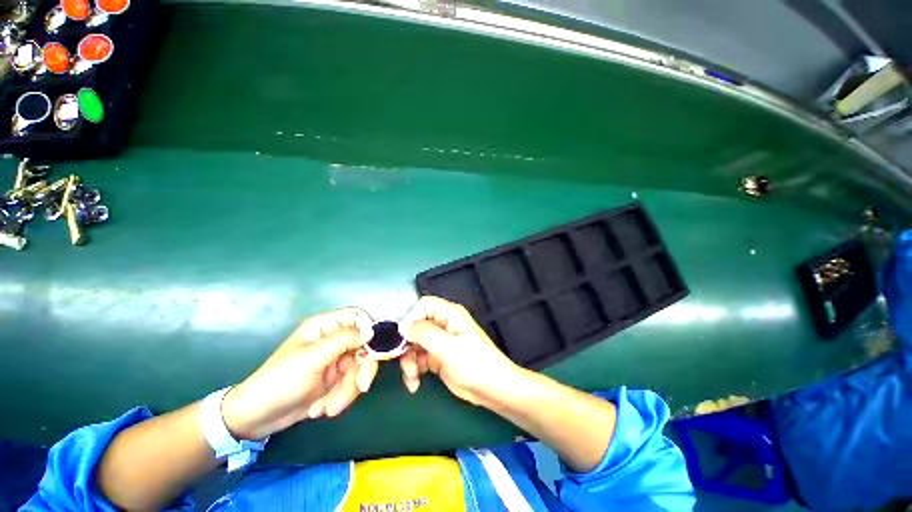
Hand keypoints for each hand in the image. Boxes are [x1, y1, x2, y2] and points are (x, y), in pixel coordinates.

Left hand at [222, 307, 377, 439]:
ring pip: (360, 368)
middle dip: (362, 370)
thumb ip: (343, 340)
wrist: (258, 418)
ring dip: (348, 390)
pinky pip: (351, 383)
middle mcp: (333, 340)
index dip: (369, 331)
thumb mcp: (312, 359)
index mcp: (325, 327)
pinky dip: (341, 397)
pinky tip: (321, 408)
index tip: (370, 352)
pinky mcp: (335, 378)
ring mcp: (336, 360)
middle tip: (361, 388)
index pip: (358, 317)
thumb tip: (370, 331)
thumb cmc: (280, 382)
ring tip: (328, 408)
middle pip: (365, 346)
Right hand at [398, 296, 520, 405]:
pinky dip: (413, 371)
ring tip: (412, 377)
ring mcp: (439, 342)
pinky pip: (418, 359)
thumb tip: (403, 326)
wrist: (492, 389)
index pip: (423, 305)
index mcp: (449, 314)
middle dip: (407, 345)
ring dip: (408, 361)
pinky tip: (414, 384)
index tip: (403, 337)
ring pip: (414, 344)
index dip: (411, 317)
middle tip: (405, 363)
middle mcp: (443, 325)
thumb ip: (424, 333)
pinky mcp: (437, 358)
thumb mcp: (448, 346)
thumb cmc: (474, 363)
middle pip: (415, 326)